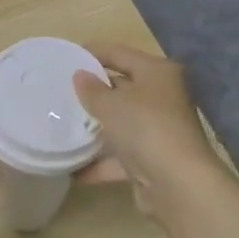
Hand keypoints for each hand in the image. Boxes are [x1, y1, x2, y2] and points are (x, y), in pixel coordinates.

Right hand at [72, 44, 219, 215]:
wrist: (178, 184)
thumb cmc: (145, 128)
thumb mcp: (111, 104)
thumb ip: (92, 90)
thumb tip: (80, 75)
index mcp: (157, 72)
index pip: (120, 53)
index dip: (93, 53)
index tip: (65, 57)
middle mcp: (162, 97)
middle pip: (122, 88)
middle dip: (93, 91)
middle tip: (60, 91)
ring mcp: (159, 130)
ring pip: (122, 122)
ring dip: (95, 127)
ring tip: (62, 125)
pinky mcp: (153, 160)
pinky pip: (121, 156)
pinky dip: (100, 162)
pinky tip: (73, 168)